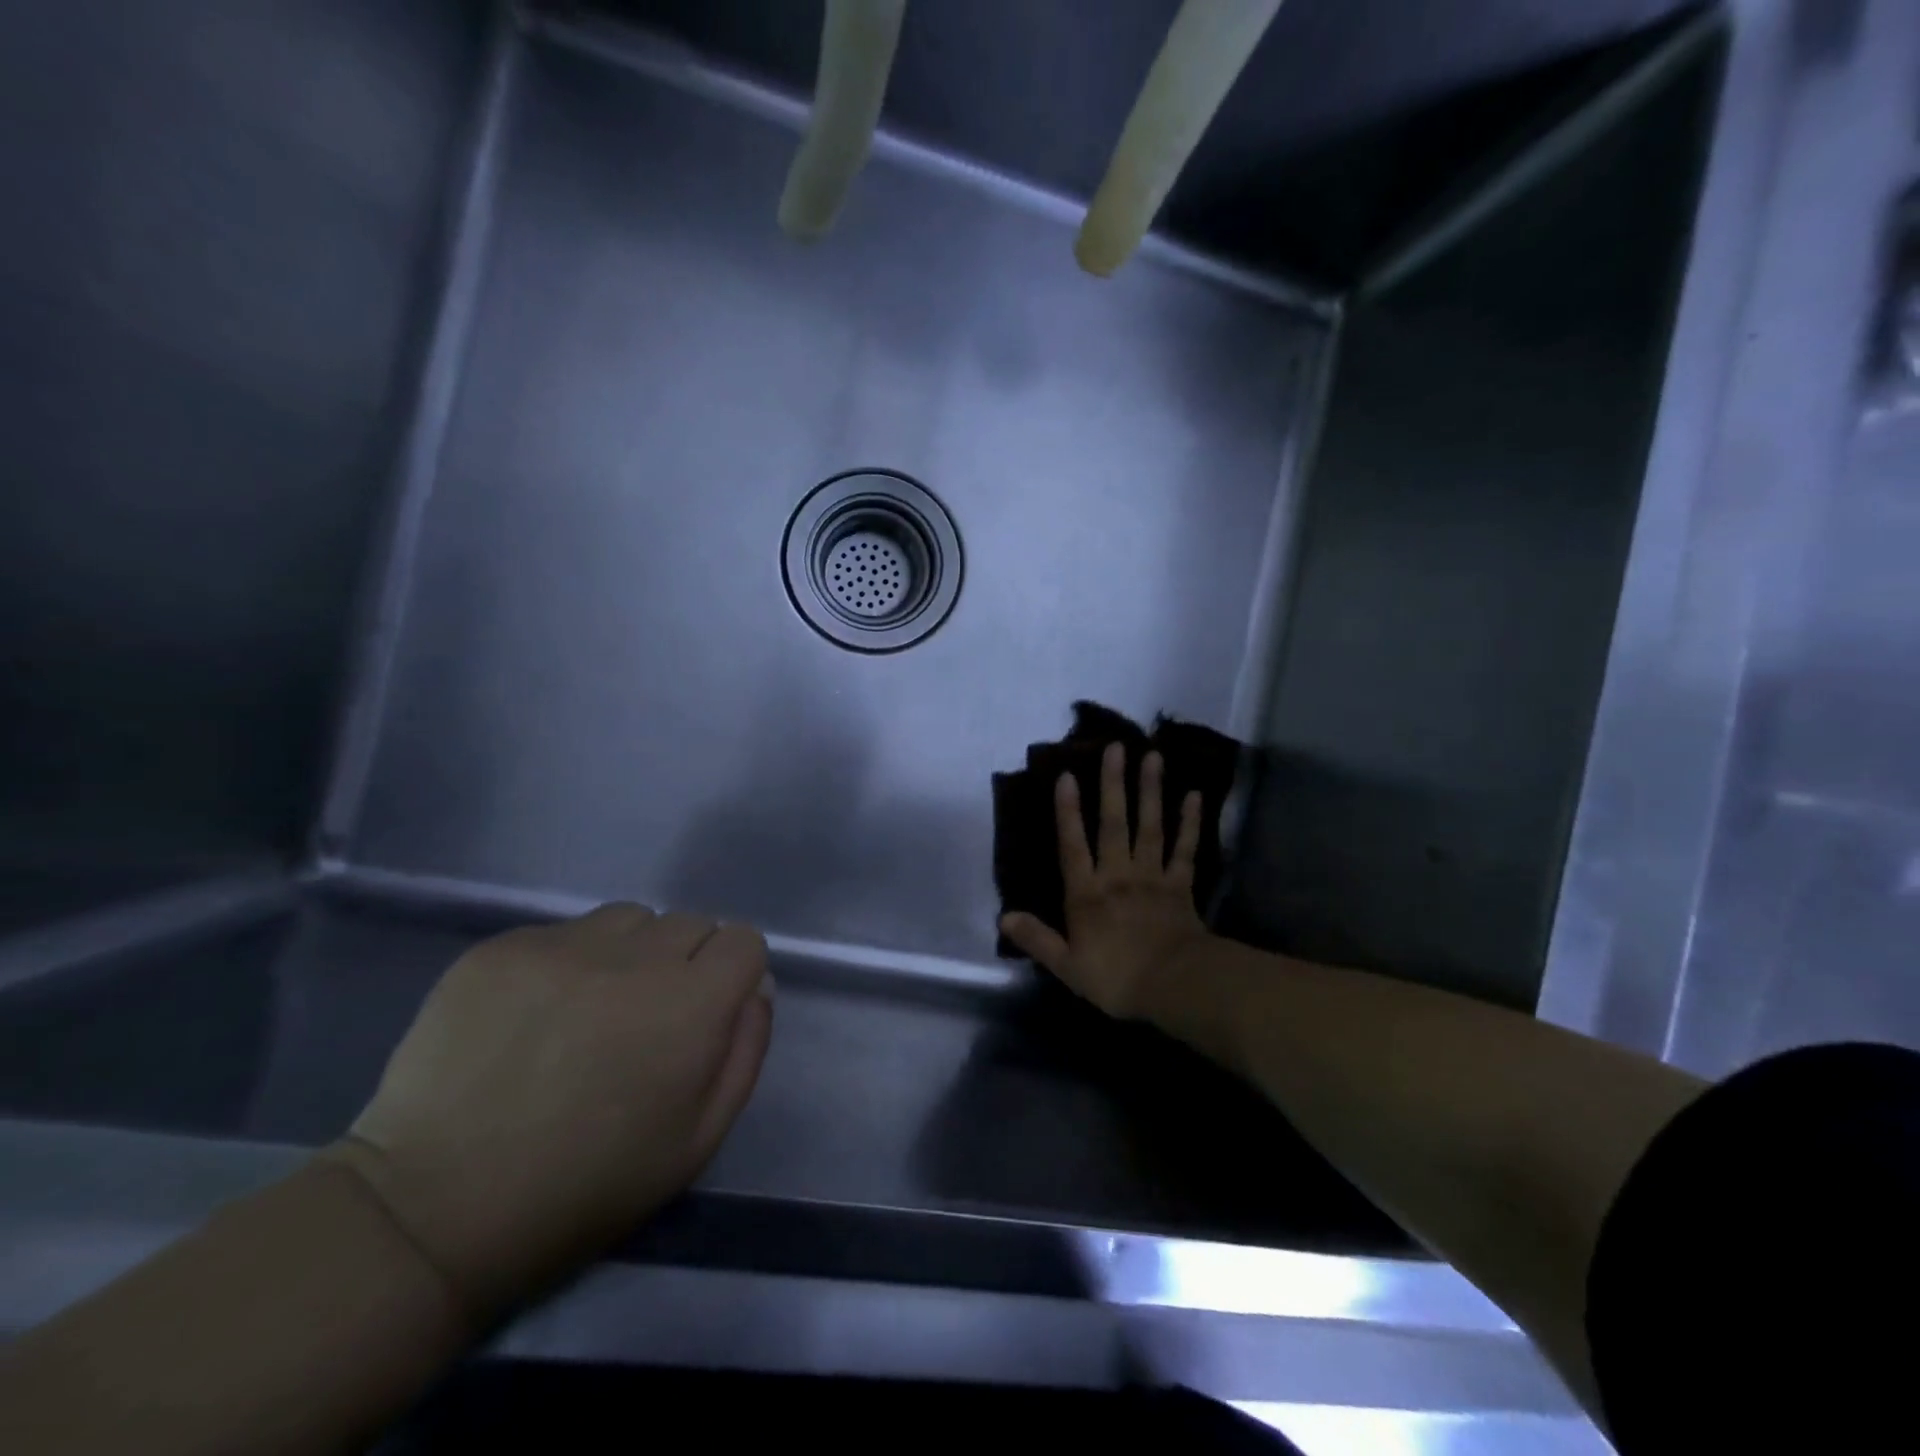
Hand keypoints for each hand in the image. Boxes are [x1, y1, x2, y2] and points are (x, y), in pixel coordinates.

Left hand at [324, 905, 771, 1317]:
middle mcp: (633, 959)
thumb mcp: (698, 1140)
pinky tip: (533, 1016)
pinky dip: (567, 963)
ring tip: (590, 1009)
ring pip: (629, 919)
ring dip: (629, 953)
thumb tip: (754, 988)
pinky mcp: (501, 948)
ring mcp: (561, 946)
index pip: (743, 942)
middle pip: (690, 924)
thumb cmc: (585, 1188)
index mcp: (689, 1006)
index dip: (732, 976)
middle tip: (645, 1020)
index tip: (705, 1014)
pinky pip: (563, 932)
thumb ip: (745, 1050)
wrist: (433, 1212)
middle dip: (684, 964)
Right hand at [1000, 742, 1210, 1019]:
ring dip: (1150, 791)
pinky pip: (1186, 849)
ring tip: (1152, 756)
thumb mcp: (1067, 966)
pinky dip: (1191, 822)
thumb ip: (1037, 939)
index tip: (1067, 775)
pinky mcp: (1181, 885)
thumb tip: (1004, 916)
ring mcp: (1152, 876)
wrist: (1175, 986)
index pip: (1073, 845)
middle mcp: (1118, 875)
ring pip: (1150, 826)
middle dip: (1113, 785)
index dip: (1068, 811)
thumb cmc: (1117, 977)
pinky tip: (1195, 795)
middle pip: (1114, 823)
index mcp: (1087, 894)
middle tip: (1116, 747)